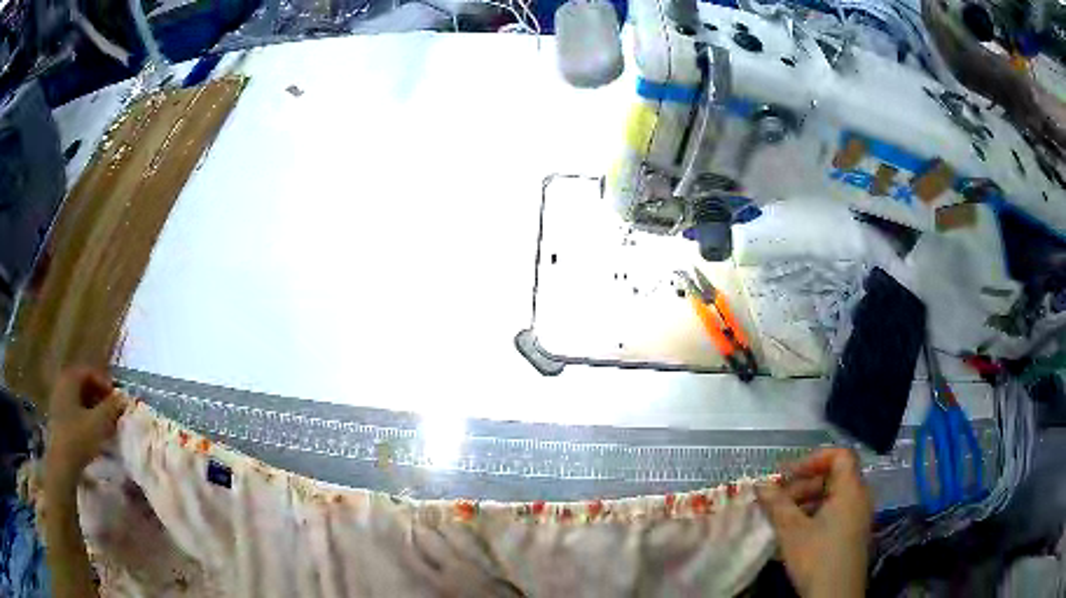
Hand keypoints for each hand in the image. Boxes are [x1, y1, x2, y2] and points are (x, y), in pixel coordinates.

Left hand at [45, 367, 123, 490]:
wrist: (62, 462)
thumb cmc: (79, 437)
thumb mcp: (99, 423)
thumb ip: (112, 407)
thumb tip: (124, 397)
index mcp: (70, 378)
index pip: (90, 372)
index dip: (105, 383)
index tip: (116, 399)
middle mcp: (62, 383)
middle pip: (83, 385)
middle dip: (99, 397)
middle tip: (112, 411)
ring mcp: (57, 401)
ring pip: (78, 399)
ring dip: (92, 408)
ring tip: (104, 424)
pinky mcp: (57, 418)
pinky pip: (73, 410)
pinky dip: (84, 417)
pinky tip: (92, 433)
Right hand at [755, 448, 873, 597]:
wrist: (835, 596)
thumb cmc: (817, 558)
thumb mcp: (792, 531)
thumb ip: (777, 504)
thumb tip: (760, 484)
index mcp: (851, 489)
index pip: (839, 455)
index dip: (813, 459)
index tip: (787, 474)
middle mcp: (859, 497)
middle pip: (834, 476)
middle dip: (803, 483)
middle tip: (777, 499)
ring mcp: (857, 516)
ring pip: (832, 496)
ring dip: (806, 501)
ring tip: (781, 518)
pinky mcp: (852, 534)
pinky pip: (835, 512)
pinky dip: (814, 515)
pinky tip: (794, 533)